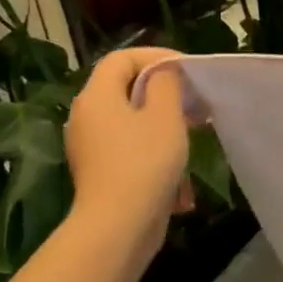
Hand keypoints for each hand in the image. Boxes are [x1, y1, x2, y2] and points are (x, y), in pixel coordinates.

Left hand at [64, 47, 190, 254]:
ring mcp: (92, 147)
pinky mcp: (102, 172)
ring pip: (131, 122)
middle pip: (125, 89)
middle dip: (163, 92)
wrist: (119, 225)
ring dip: (164, 124)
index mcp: (97, 96)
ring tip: (193, 134)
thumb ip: (166, 85)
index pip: (122, 58)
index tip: (187, 69)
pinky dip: (155, 152)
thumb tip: (165, 71)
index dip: (155, 56)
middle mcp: (86, 117)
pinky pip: (130, 149)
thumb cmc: (144, 163)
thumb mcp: (165, 116)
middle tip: (195, 101)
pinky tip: (179, 175)